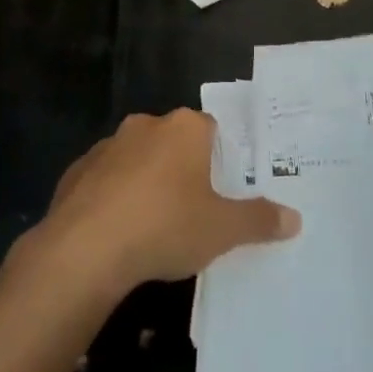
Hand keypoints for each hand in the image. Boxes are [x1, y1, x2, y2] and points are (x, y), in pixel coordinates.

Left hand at [25, 110, 299, 300]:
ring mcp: (108, 144)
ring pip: (138, 159)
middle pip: (174, 142)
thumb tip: (295, 218)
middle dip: (183, 171)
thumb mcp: (222, 230)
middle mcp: (146, 124)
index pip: (211, 130)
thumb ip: (259, 220)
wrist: (86, 246)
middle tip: (194, 212)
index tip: (222, 193)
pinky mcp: (77, 169)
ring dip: (146, 183)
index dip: (220, 160)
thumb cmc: (165, 226)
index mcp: (184, 128)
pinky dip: (114, 198)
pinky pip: (105, 180)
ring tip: (154, 228)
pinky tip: (117, 234)